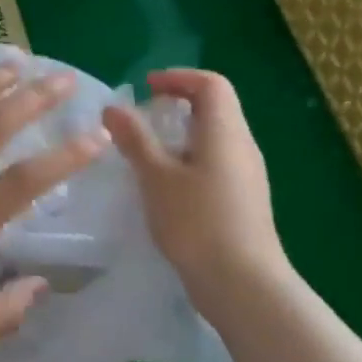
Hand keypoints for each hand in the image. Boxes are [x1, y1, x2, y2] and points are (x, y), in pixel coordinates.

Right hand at [102, 69, 289, 310]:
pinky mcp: (244, 201)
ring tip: (148, 155)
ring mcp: (247, 175)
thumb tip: (113, 107)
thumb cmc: (197, 222)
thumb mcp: (156, 177)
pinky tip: (167, 189)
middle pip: (215, 108)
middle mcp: (242, 146)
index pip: (211, 84)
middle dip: (178, 105)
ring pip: (215, 138)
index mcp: (225, 131)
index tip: (146, 89)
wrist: (243, 284)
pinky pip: (216, 164)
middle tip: (142, 120)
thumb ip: (135, 139)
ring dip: (182, 135)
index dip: (178, 78)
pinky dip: (190, 161)